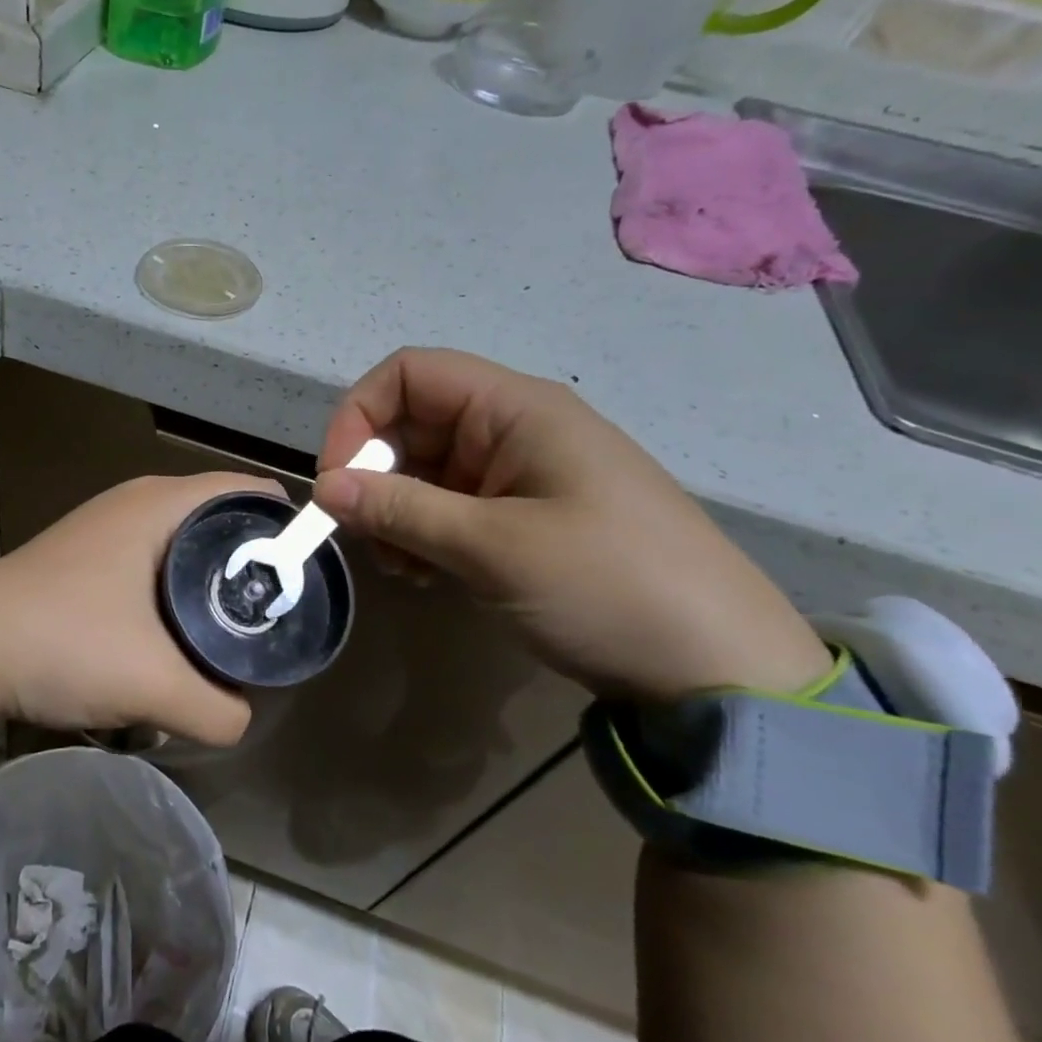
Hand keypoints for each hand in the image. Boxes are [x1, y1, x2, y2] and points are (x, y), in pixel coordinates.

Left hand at [0, 472, 283, 744]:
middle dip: (254, 565)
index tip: (310, 579)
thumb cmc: (64, 641)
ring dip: (213, 584)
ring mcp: (109, 528)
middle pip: (223, 521)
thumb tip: (241, 719)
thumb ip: (218, 710)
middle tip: (277, 618)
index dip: (289, 529)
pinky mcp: (89, 558)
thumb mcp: (153, 684)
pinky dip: (178, 592)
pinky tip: (180, 636)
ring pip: (186, 546)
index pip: (251, 492)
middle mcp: (138, 502)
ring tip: (235, 633)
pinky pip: (155, 564)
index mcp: (162, 503)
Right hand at [314, 348, 831, 701]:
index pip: (409, 374)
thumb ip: (400, 510)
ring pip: (425, 471)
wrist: (717, 667)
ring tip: (400, 567)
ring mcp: (520, 477)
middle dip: (374, 474)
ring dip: (394, 512)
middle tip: (363, 535)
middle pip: (412, 424)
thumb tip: (323, 489)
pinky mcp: (524, 519)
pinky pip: (450, 508)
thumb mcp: (492, 547)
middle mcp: (514, 430)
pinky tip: (425, 576)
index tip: (336, 479)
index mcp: (515, 409)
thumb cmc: (607, 585)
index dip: (359, 414)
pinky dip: (422, 535)